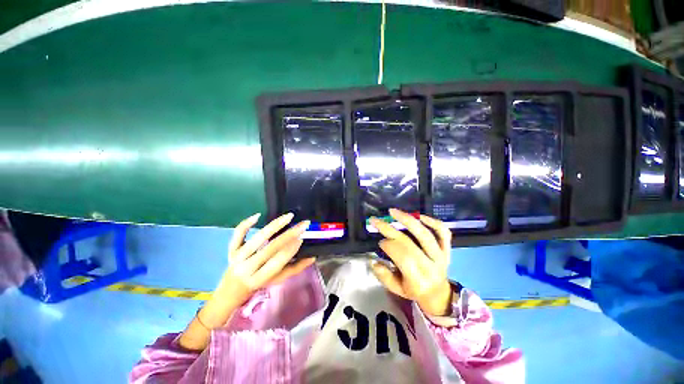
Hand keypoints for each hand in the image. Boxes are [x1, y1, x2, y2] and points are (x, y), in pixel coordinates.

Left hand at [201, 213, 314, 328]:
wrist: (232, 288)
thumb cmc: (260, 283)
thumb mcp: (279, 279)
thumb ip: (296, 268)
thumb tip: (313, 257)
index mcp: (260, 278)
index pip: (278, 262)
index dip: (290, 250)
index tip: (302, 238)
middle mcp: (248, 267)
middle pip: (270, 248)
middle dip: (289, 235)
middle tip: (303, 224)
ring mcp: (238, 256)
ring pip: (258, 238)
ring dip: (275, 226)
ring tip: (289, 216)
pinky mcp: (232, 248)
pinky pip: (238, 234)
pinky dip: (246, 224)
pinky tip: (258, 215)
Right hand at [370, 209, 453, 316]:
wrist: (439, 294)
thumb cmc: (414, 290)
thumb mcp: (396, 289)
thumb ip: (384, 276)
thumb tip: (373, 260)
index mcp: (418, 279)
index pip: (402, 256)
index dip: (388, 245)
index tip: (379, 241)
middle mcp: (430, 266)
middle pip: (408, 242)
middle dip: (389, 229)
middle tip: (375, 220)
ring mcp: (441, 256)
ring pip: (425, 234)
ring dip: (407, 220)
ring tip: (392, 211)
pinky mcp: (447, 249)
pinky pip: (443, 233)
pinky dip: (433, 222)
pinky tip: (420, 216)